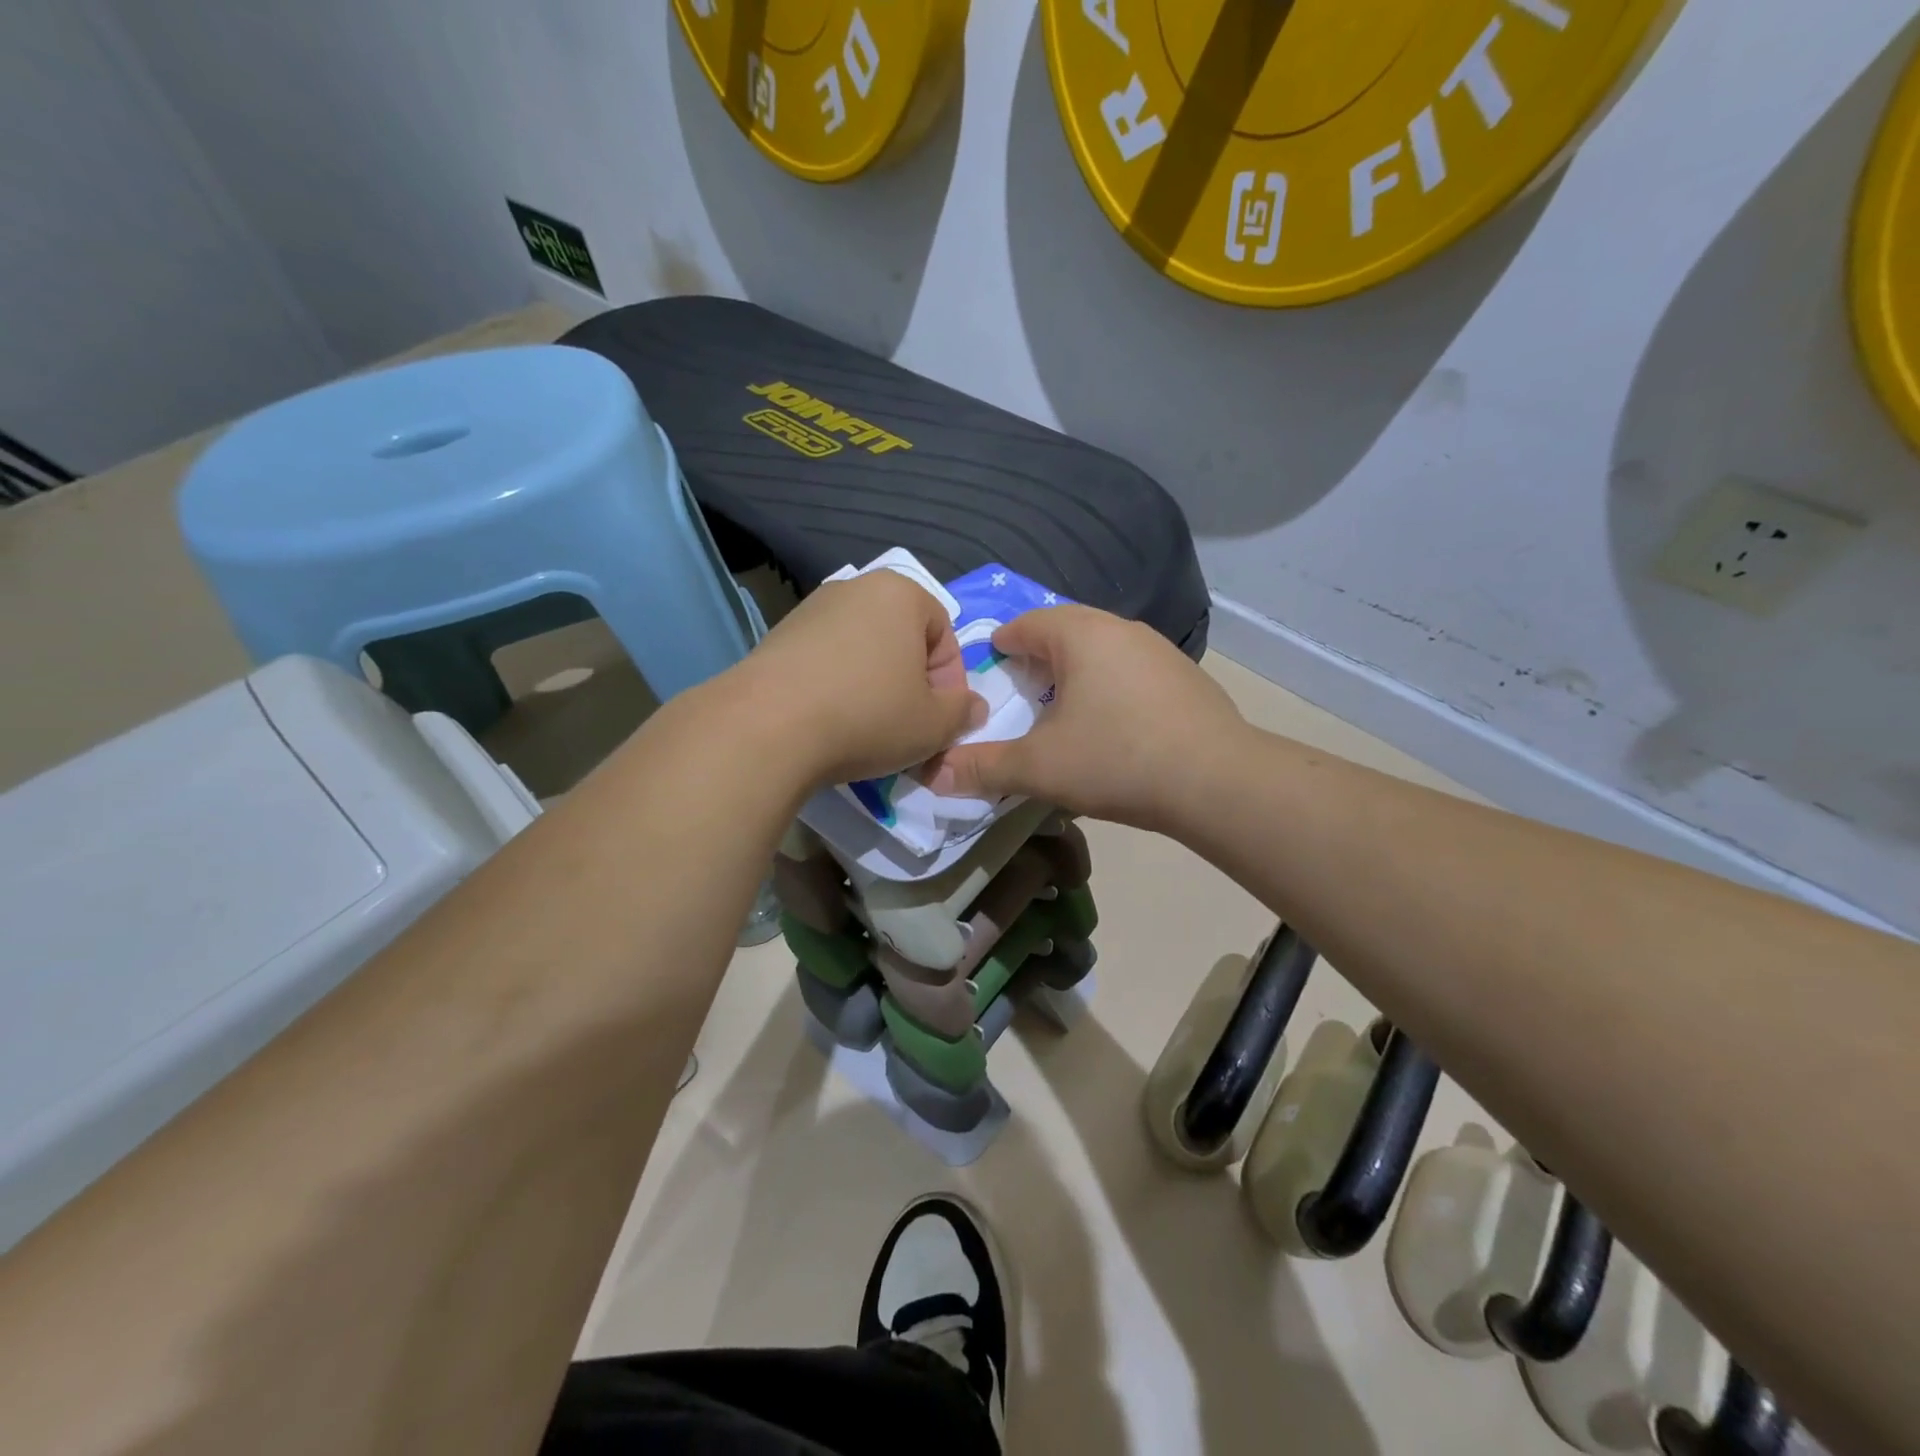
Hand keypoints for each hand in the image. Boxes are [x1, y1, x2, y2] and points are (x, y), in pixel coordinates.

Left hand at [735, 570, 982, 786]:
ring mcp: (810, 609)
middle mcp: (855, 588)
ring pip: (862, 650)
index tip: (937, 720)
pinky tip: (828, 721)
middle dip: (910, 682)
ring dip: (873, 686)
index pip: (944, 634)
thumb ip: (963, 712)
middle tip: (906, 726)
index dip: (949, 682)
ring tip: (865, 729)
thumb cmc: (867, 716)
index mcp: (901, 593)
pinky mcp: (777, 636)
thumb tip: (971, 707)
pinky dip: (836, 686)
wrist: (766, 728)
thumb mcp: (934, 725)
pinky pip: (825, 660)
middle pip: (902, 639)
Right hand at [928, 605, 1246, 830]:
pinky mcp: (1185, 677)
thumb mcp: (1039, 767)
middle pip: (1066, 630)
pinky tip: (1112, 721)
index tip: (988, 667)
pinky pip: (1131, 669)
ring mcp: (1159, 650)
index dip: (1001, 644)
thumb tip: (932, 775)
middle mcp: (1121, 629)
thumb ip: (984, 767)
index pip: (1027, 624)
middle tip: (1020, 687)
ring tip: (1062, 704)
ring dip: (1076, 670)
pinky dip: (1110, 685)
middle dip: (1038, 655)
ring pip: (1102, 649)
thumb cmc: (1117, 760)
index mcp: (1081, 635)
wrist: (1216, 781)